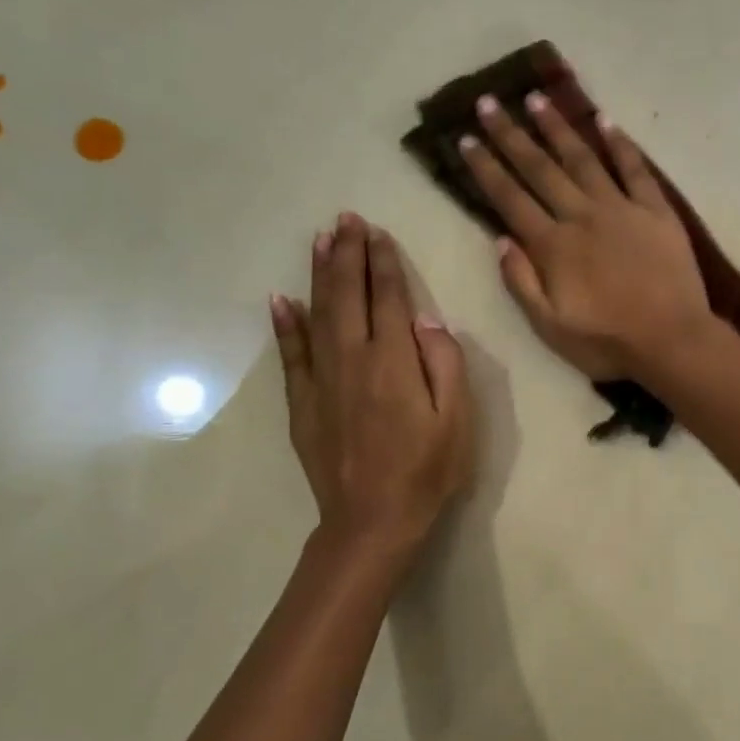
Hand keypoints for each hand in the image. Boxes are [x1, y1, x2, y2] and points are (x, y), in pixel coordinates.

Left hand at [271, 213, 473, 553]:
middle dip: (348, 255)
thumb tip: (426, 320)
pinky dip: (285, 325)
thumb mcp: (458, 420)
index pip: (389, 299)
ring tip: (320, 241)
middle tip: (346, 219)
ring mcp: (322, 381)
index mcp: (395, 362)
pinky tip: (281, 300)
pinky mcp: (303, 403)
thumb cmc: (427, 471)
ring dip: (320, 275)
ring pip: (318, 315)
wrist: (372, 520)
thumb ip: (445, 364)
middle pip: (348, 296)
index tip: (378, 233)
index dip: (384, 263)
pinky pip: (292, 354)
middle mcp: (354, 360)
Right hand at [459, 90, 711, 381]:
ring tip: (537, 98)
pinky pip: (635, 170)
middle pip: (540, 169)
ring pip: (583, 159)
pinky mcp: (656, 211)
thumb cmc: (607, 341)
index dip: (486, 168)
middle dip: (511, 135)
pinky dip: (620, 144)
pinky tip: (605, 121)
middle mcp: (582, 216)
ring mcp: (622, 209)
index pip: (510, 199)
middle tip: (489, 102)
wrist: (672, 341)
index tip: (466, 138)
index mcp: (553, 246)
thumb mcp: (550, 327)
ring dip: (558, 128)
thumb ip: (521, 282)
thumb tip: (500, 239)